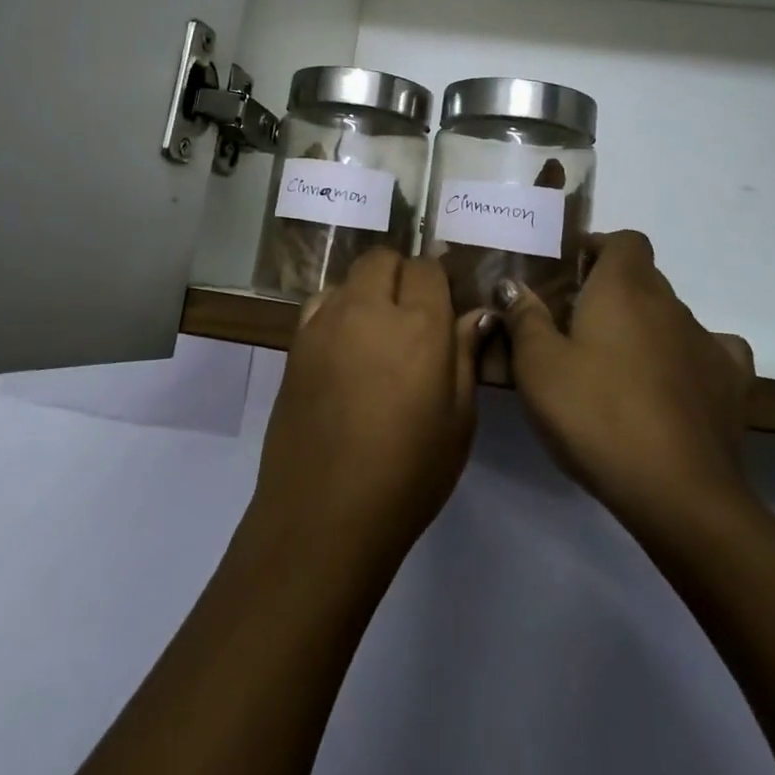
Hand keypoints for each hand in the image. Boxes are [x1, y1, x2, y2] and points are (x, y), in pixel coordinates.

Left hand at [247, 250, 488, 570]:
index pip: (427, 268)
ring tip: (375, 334)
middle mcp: (368, 308)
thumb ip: (466, 355)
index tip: (442, 309)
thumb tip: (478, 313)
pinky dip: (335, 310)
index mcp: (419, 324)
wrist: (324, 515)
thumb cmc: (407, 474)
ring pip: (348, 278)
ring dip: (366, 291)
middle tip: (410, 317)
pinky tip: (343, 349)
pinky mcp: (295, 343)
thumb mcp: (458, 421)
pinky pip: (320, 304)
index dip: (436, 283)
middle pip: (382, 259)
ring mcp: (324, 323)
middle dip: (400, 275)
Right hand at [499, 232, 755, 537]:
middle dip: (615, 292)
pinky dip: (689, 360)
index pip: (624, 241)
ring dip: (647, 328)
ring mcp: (707, 342)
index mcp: (624, 287)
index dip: (600, 249)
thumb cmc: (595, 414)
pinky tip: (673, 384)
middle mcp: (670, 303)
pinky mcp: (732, 384)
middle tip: (579, 326)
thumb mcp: (538, 366)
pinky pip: (711, 353)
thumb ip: (524, 318)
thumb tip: (512, 285)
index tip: (572, 275)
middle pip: (644, 278)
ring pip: (672, 317)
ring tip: (619, 366)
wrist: (677, 491)